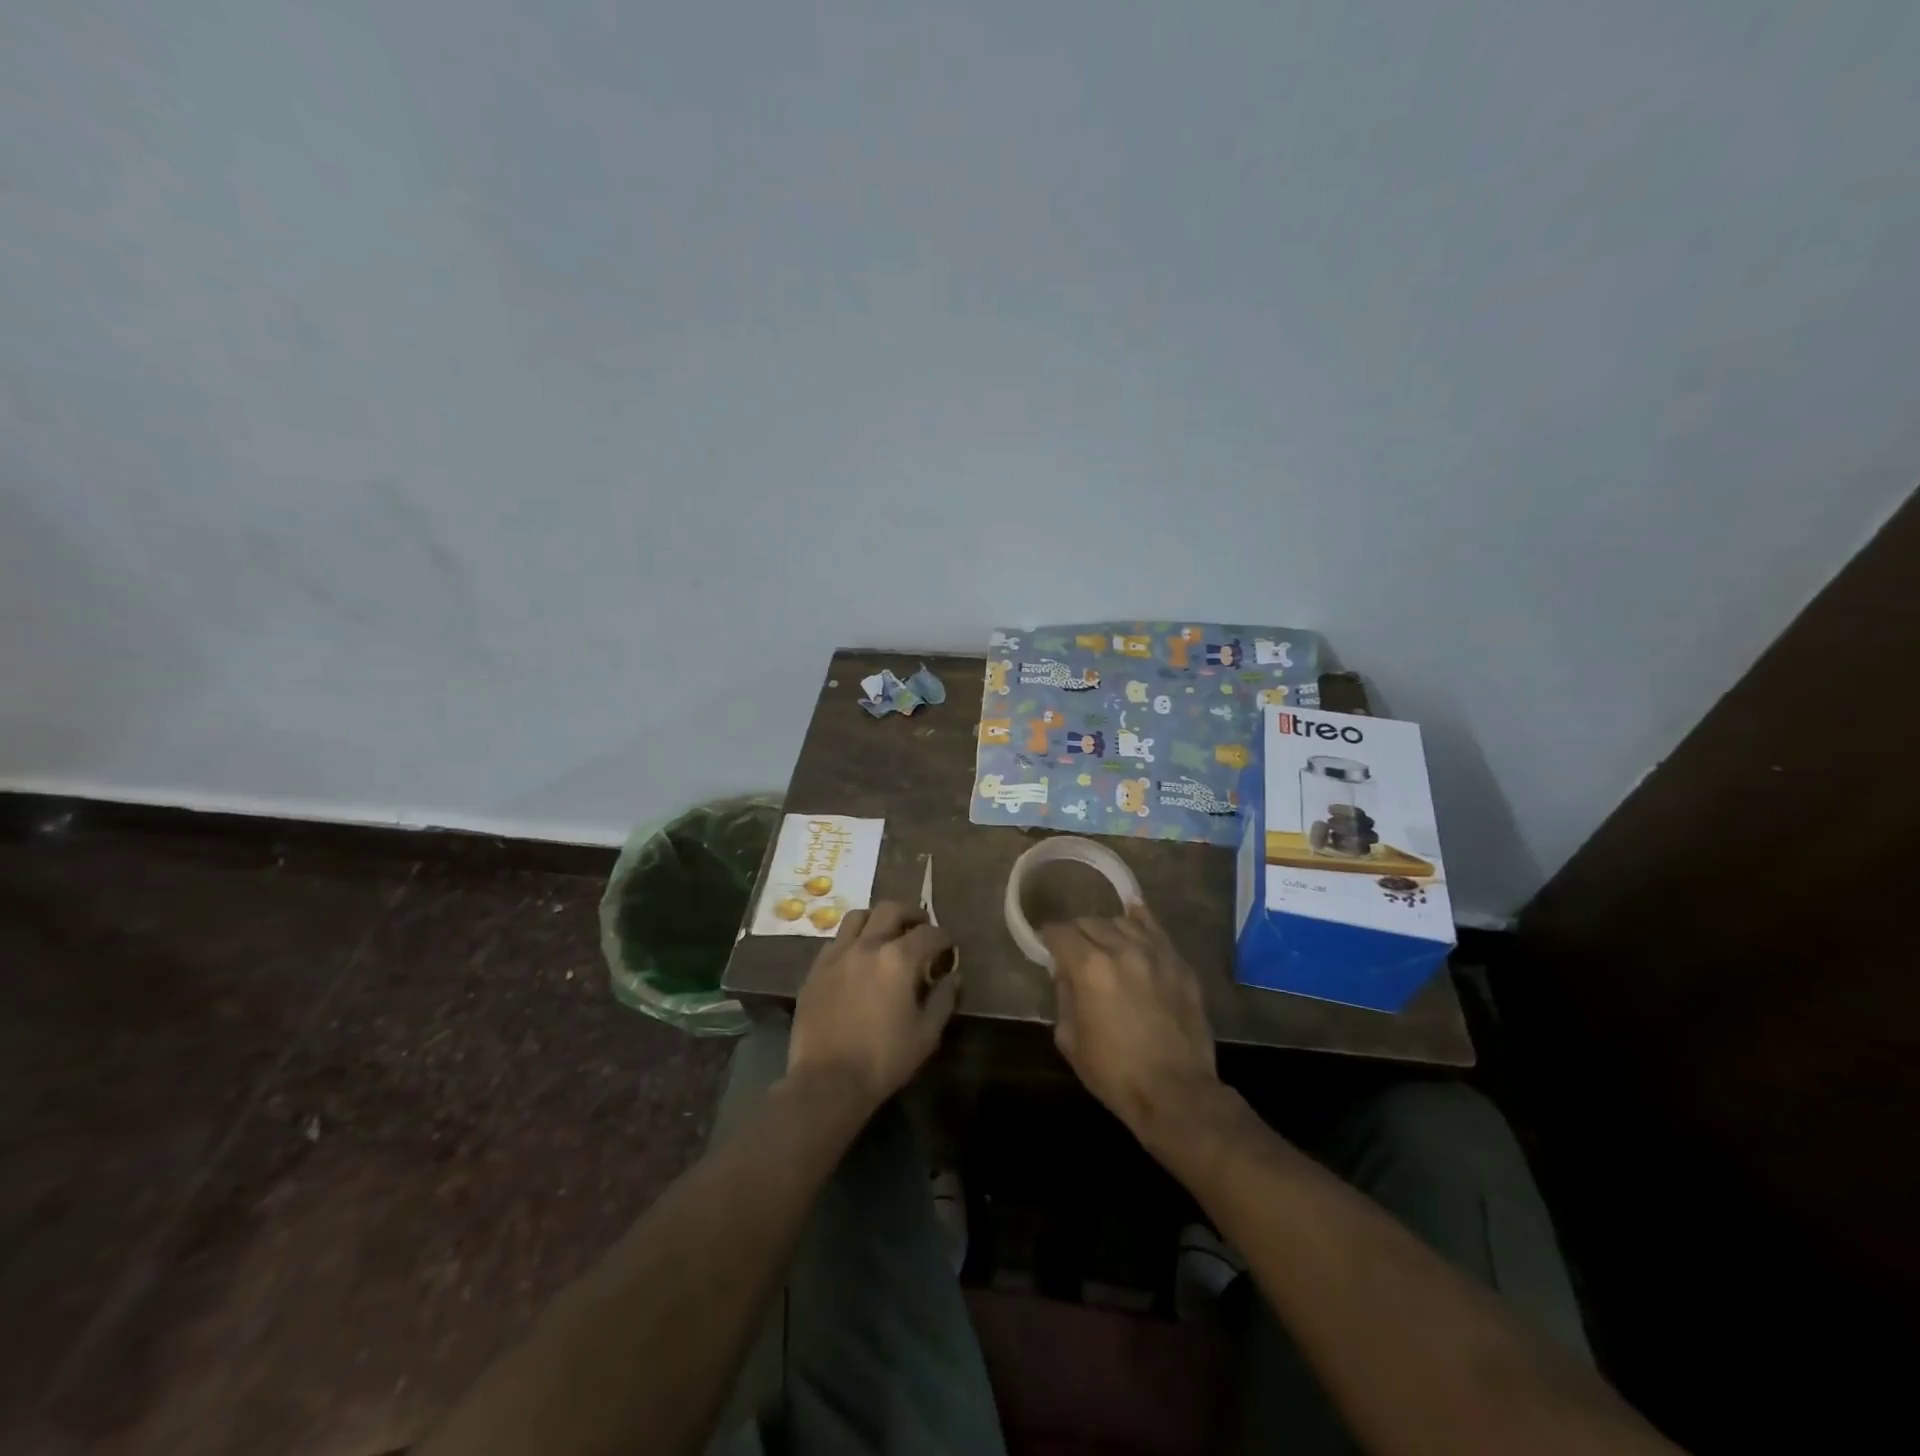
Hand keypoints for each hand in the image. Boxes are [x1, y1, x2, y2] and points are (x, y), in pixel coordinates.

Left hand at [786, 901, 959, 1112]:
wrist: (827, 1081)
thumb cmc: (884, 1060)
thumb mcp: (926, 1034)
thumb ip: (943, 999)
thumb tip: (953, 976)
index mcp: (898, 959)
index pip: (929, 933)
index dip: (944, 938)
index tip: (949, 948)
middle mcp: (867, 945)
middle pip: (891, 910)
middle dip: (912, 914)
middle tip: (921, 927)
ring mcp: (837, 954)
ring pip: (859, 916)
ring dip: (878, 919)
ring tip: (886, 934)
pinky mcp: (816, 969)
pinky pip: (837, 940)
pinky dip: (853, 939)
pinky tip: (858, 958)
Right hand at [1042, 906, 1219, 1143]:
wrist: (1176, 1094)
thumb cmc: (1115, 1073)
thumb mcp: (1070, 1039)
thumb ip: (1063, 997)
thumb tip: (1065, 974)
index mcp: (1089, 968)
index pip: (1061, 934)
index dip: (1048, 938)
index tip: (1046, 946)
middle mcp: (1122, 950)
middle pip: (1090, 923)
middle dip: (1076, 933)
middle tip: (1073, 951)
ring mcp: (1156, 955)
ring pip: (1123, 922)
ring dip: (1106, 929)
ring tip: (1103, 943)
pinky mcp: (1180, 966)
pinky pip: (1157, 931)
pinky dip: (1141, 920)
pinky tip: (1134, 913)